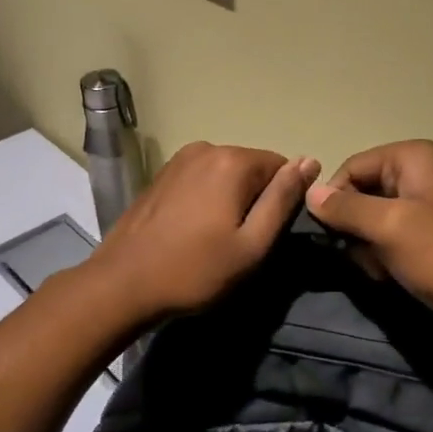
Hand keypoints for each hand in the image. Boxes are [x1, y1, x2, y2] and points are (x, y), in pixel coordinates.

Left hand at [87, 142, 319, 322]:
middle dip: (255, 200)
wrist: (122, 283)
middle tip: (240, 244)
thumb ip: (283, 199)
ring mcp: (179, 159)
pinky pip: (202, 179)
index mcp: (233, 161)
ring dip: (230, 201)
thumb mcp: (252, 244)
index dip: (281, 203)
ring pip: (226, 175)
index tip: (264, 236)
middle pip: (253, 169)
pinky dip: (207, 200)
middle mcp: (207, 147)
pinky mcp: (161, 175)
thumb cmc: (195, 270)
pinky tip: (193, 231)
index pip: (282, 167)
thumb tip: (310, 161)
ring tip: (215, 240)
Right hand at [305, 140, 432, 338]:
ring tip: (385, 271)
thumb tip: (311, 192)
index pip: (352, 167)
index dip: (335, 201)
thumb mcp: (388, 228)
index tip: (332, 238)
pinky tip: (399, 275)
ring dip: (374, 246)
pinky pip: (403, 232)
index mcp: (415, 156)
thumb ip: (345, 208)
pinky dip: (394, 252)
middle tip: (366, 259)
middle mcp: (427, 169)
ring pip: (381, 217)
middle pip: (366, 192)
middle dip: (358, 228)